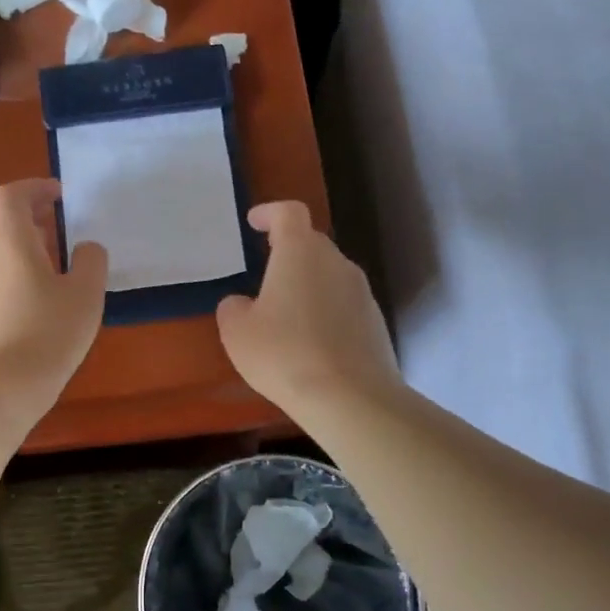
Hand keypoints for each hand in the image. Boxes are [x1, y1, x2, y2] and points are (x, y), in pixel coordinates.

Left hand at [0, 178, 107, 412]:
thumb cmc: (47, 335)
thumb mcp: (85, 296)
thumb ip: (91, 262)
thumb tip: (85, 249)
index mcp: (11, 242)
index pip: (10, 195)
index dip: (35, 187)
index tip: (60, 196)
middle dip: (24, 211)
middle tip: (54, 222)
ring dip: (18, 240)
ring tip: (52, 259)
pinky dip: (12, 267)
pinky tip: (37, 294)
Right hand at [216, 201, 401, 413]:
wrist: (350, 397)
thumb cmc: (284, 354)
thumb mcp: (238, 333)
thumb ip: (234, 309)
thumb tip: (243, 304)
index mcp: (300, 252)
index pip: (288, 213)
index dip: (269, 212)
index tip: (254, 222)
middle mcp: (336, 262)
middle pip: (311, 243)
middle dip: (288, 251)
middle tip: (266, 273)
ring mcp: (361, 292)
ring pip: (329, 275)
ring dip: (308, 285)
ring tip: (286, 315)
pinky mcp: (375, 322)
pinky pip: (344, 305)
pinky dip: (326, 312)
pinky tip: (311, 343)